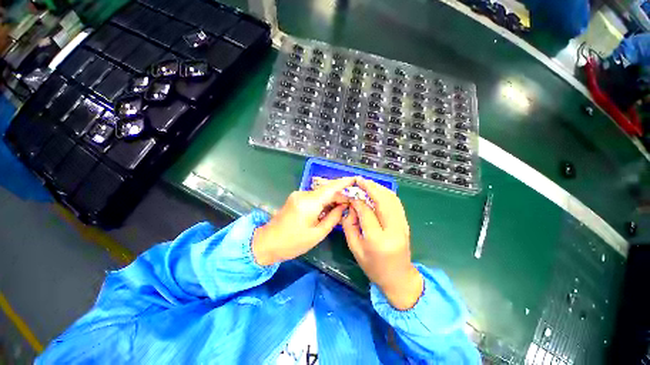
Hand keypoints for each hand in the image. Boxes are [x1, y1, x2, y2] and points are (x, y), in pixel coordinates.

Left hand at [252, 177, 354, 265]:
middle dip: (339, 195)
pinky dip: (322, 201)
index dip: (343, 182)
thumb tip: (344, 206)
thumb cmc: (293, 243)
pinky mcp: (295, 198)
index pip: (330, 188)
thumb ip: (333, 218)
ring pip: (320, 193)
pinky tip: (328, 208)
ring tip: (341, 206)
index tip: (355, 179)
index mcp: (309, 203)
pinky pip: (313, 197)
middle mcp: (303, 194)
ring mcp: (298, 195)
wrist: (267, 242)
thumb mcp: (317, 234)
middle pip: (326, 190)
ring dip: (331, 199)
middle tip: (351, 202)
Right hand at [342, 177, 423, 309]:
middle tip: (358, 180)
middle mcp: (393, 230)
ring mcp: (403, 226)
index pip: (366, 212)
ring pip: (392, 199)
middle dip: (370, 187)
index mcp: (377, 240)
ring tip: (366, 183)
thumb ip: (349, 225)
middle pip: (383, 201)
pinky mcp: (406, 223)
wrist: (399, 278)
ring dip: (379, 188)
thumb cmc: (373, 267)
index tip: (349, 194)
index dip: (357, 200)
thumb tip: (350, 206)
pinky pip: (396, 203)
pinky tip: (378, 191)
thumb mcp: (355, 248)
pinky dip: (386, 193)